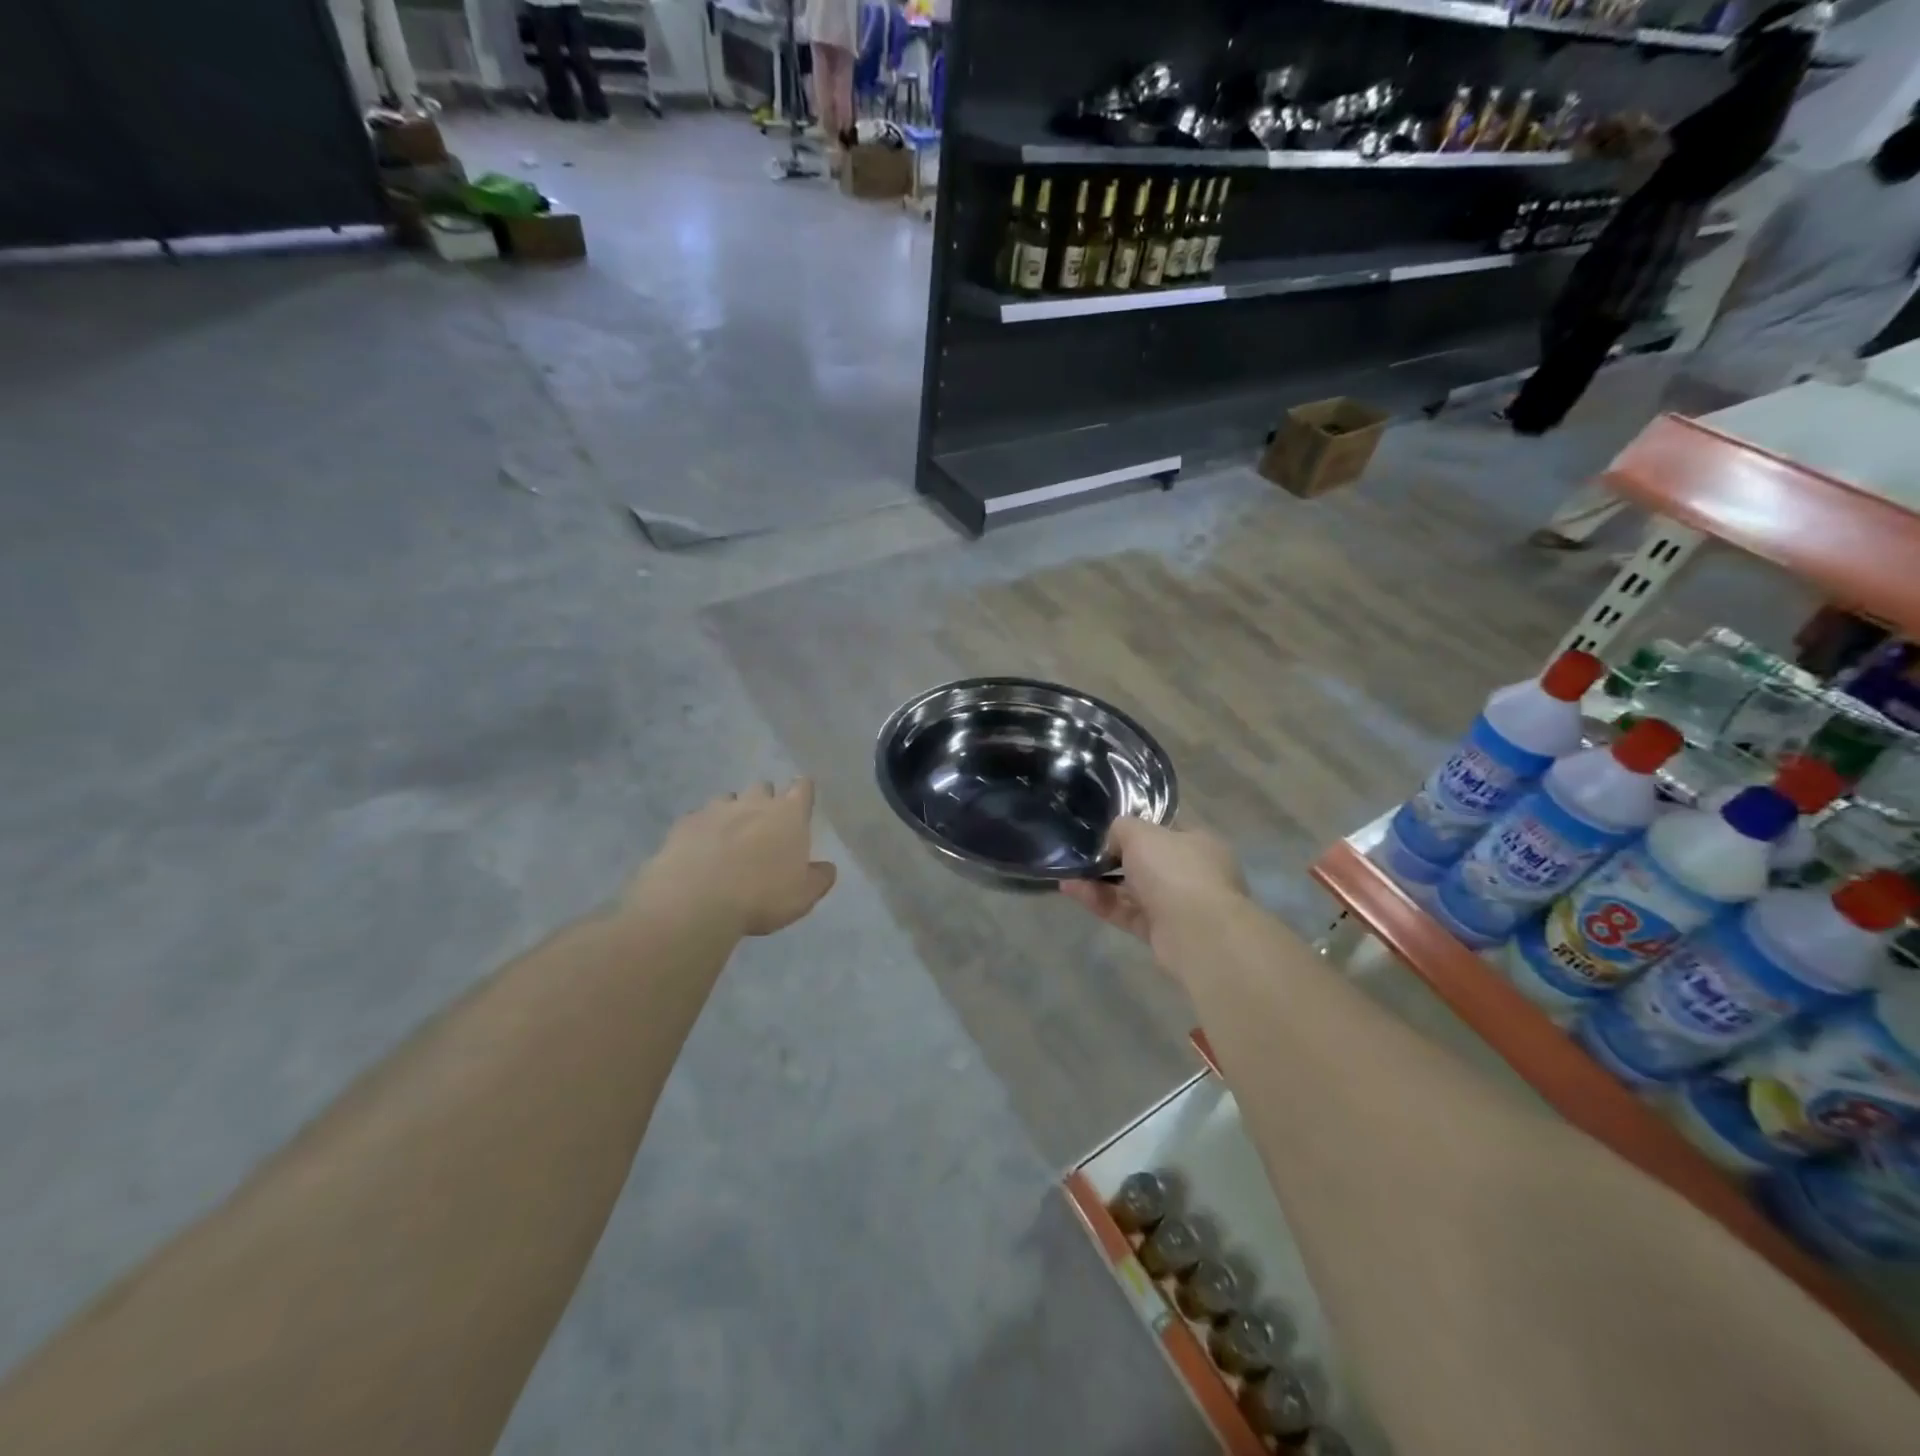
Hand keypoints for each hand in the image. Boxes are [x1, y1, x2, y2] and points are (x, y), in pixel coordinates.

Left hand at [641, 780, 837, 936]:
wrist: (696, 901)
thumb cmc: (761, 896)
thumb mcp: (803, 896)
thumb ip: (819, 878)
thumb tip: (827, 867)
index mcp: (789, 815)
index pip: (802, 788)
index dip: (803, 792)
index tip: (801, 800)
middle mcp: (754, 803)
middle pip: (763, 788)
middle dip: (765, 800)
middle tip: (765, 825)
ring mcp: (716, 810)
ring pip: (728, 799)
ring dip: (732, 812)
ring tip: (730, 837)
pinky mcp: (685, 823)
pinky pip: (698, 818)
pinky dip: (703, 829)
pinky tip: (699, 849)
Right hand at [1060, 818, 1248, 948]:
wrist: (1198, 934)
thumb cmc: (1175, 871)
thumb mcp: (1142, 833)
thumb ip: (1123, 828)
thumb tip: (1114, 841)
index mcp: (1198, 843)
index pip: (1166, 829)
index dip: (1138, 827)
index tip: (1109, 828)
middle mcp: (1192, 873)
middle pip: (1147, 862)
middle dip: (1114, 858)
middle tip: (1084, 852)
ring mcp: (1177, 905)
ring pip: (1133, 889)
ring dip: (1100, 881)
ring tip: (1068, 873)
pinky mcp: (1161, 932)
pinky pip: (1126, 912)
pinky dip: (1101, 902)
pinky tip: (1072, 890)